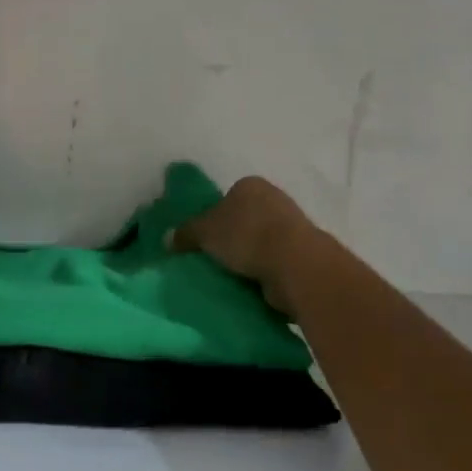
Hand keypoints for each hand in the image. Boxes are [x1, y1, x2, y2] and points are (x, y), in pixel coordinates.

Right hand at [170, 175, 319, 315]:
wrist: (295, 264)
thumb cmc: (246, 235)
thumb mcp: (204, 232)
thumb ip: (185, 233)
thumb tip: (167, 239)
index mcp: (250, 185)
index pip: (227, 197)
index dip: (213, 217)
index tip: (204, 240)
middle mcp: (274, 199)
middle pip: (245, 219)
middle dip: (232, 238)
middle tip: (214, 259)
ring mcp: (293, 226)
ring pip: (261, 241)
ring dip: (250, 257)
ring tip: (231, 277)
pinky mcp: (303, 254)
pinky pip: (275, 262)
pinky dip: (264, 272)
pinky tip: (252, 285)